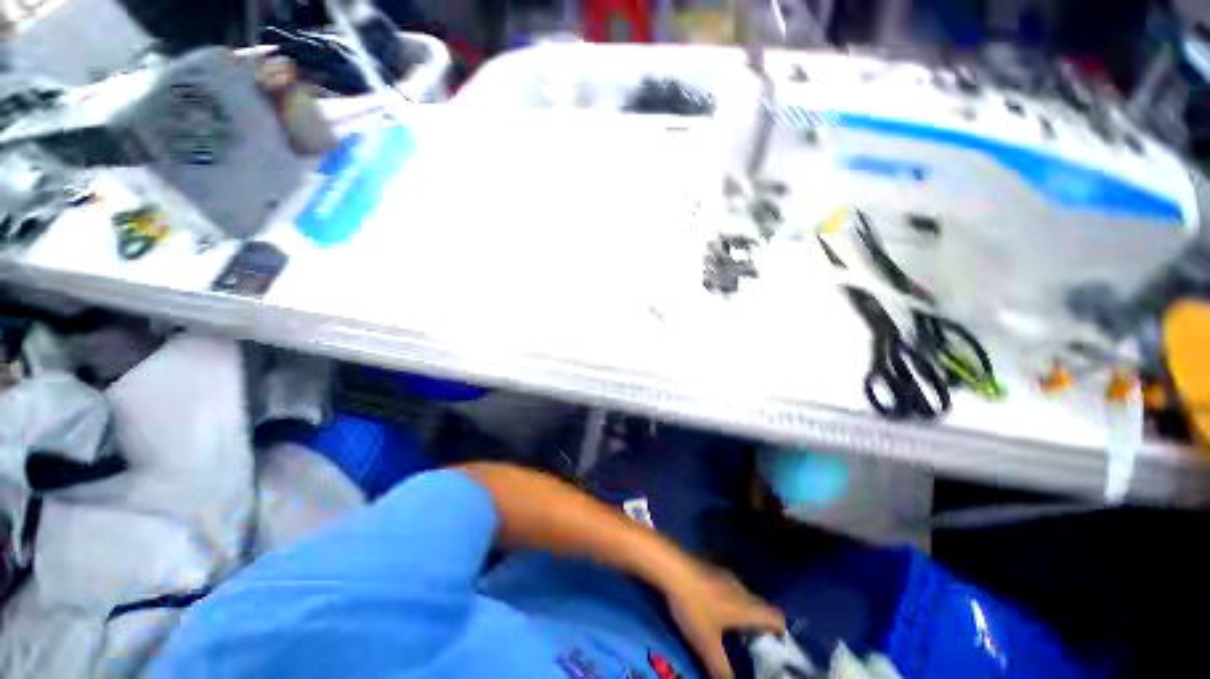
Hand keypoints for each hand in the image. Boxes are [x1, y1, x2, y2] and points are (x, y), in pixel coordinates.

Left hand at [663, 561, 784, 678]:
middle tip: (754, 641)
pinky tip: (714, 605)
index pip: (775, 616)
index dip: (780, 630)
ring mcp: (725, 575)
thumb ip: (721, 668)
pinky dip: (729, 598)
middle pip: (760, 605)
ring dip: (744, 609)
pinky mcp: (710, 567)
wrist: (673, 567)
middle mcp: (740, 588)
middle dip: (760, 622)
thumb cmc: (694, 606)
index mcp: (746, 607)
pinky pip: (728, 585)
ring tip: (735, 626)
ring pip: (743, 594)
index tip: (778, 644)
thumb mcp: (707, 644)